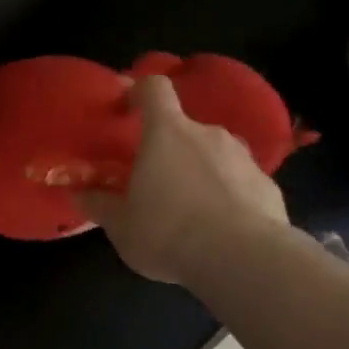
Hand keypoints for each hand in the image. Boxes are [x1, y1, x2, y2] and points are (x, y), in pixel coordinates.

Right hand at [74, 76, 288, 285]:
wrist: (244, 260)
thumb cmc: (168, 232)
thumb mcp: (120, 225)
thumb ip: (99, 204)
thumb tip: (80, 193)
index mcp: (166, 132)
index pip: (154, 88)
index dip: (139, 91)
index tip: (127, 108)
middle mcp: (207, 134)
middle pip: (183, 128)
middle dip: (168, 150)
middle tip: (155, 183)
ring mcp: (243, 158)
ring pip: (214, 155)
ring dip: (199, 173)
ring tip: (189, 211)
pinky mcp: (268, 186)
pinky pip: (239, 183)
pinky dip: (227, 197)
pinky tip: (221, 230)